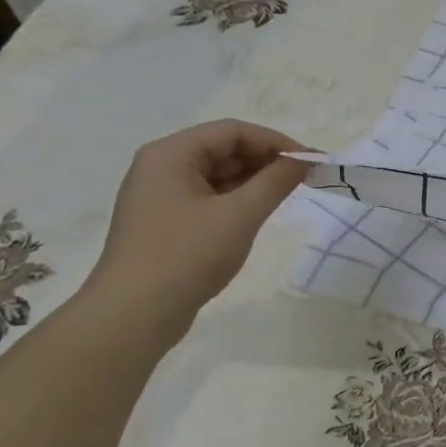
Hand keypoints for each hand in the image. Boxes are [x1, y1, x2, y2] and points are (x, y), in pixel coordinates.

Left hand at [85, 120, 310, 333]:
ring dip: (253, 180)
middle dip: (265, 160)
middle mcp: (160, 167)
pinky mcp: (165, 222)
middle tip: (305, 178)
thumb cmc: (188, 255)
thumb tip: (304, 160)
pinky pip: (207, 197)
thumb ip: (276, 181)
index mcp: (171, 154)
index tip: (311, 161)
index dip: (276, 142)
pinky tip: (259, 212)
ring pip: (216, 175)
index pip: (232, 131)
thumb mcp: (240, 215)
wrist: (134, 314)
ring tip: (287, 194)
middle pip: (222, 149)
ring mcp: (160, 196)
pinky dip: (236, 199)